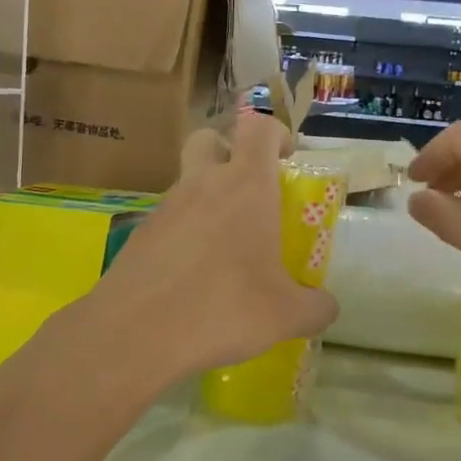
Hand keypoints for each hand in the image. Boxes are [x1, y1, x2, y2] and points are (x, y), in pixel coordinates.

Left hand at [82, 110, 337, 379]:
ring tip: (223, 250)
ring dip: (205, 199)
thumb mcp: (286, 316)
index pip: (259, 128)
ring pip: (186, 182)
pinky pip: (167, 220)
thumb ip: (315, 307)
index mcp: (245, 186)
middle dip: (229, 151)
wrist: (135, 333)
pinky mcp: (138, 235)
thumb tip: (326, 307)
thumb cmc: (223, 309)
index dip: (276, 134)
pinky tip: (192, 277)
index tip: (287, 160)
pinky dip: (182, 234)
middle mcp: (202, 184)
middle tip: (247, 191)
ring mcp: (164, 207)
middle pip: (210, 138)